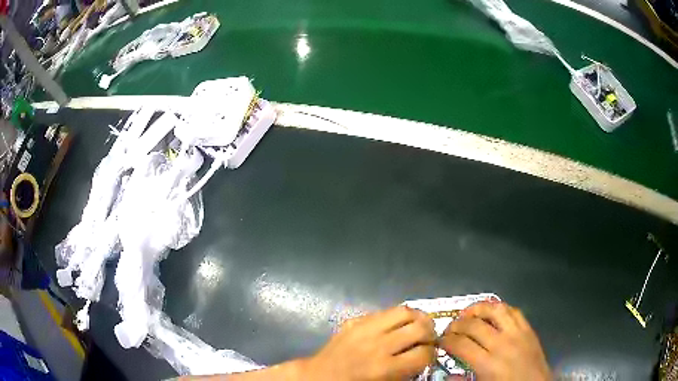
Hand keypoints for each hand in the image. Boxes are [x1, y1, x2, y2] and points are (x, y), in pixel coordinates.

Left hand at [303, 306, 435, 379]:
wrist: (319, 376)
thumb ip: (407, 372)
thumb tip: (426, 356)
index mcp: (385, 368)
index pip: (424, 353)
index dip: (431, 355)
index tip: (429, 356)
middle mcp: (378, 345)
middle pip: (420, 327)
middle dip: (430, 333)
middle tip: (428, 339)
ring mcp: (364, 329)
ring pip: (404, 310)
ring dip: (417, 318)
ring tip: (418, 326)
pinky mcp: (355, 320)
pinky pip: (384, 311)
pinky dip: (396, 316)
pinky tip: (396, 325)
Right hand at [440, 302, 550, 380]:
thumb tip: (448, 374)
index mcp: (488, 364)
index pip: (460, 344)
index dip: (446, 340)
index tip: (440, 341)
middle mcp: (502, 344)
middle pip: (474, 325)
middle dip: (457, 324)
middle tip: (449, 328)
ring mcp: (517, 333)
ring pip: (495, 310)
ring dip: (478, 309)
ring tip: (468, 313)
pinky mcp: (528, 329)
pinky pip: (513, 311)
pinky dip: (500, 309)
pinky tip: (492, 314)